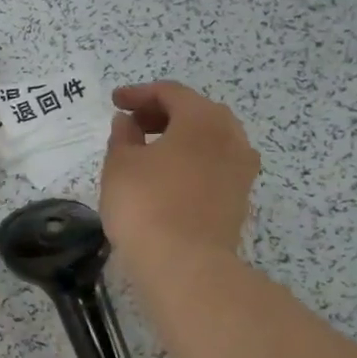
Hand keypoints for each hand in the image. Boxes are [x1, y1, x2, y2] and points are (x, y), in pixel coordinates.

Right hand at [100, 81, 258, 263]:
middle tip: (132, 124)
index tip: (115, 102)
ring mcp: (241, 168)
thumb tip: (128, 122)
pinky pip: (215, 163)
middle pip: (195, 112)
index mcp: (202, 118)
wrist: (186, 265)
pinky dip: (191, 159)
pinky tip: (168, 175)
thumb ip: (123, 135)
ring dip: (179, 137)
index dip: (139, 94)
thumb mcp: (120, 164)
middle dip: (161, 113)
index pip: (170, 93)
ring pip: (208, 138)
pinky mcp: (240, 196)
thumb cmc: (146, 204)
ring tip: (148, 151)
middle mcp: (231, 136)